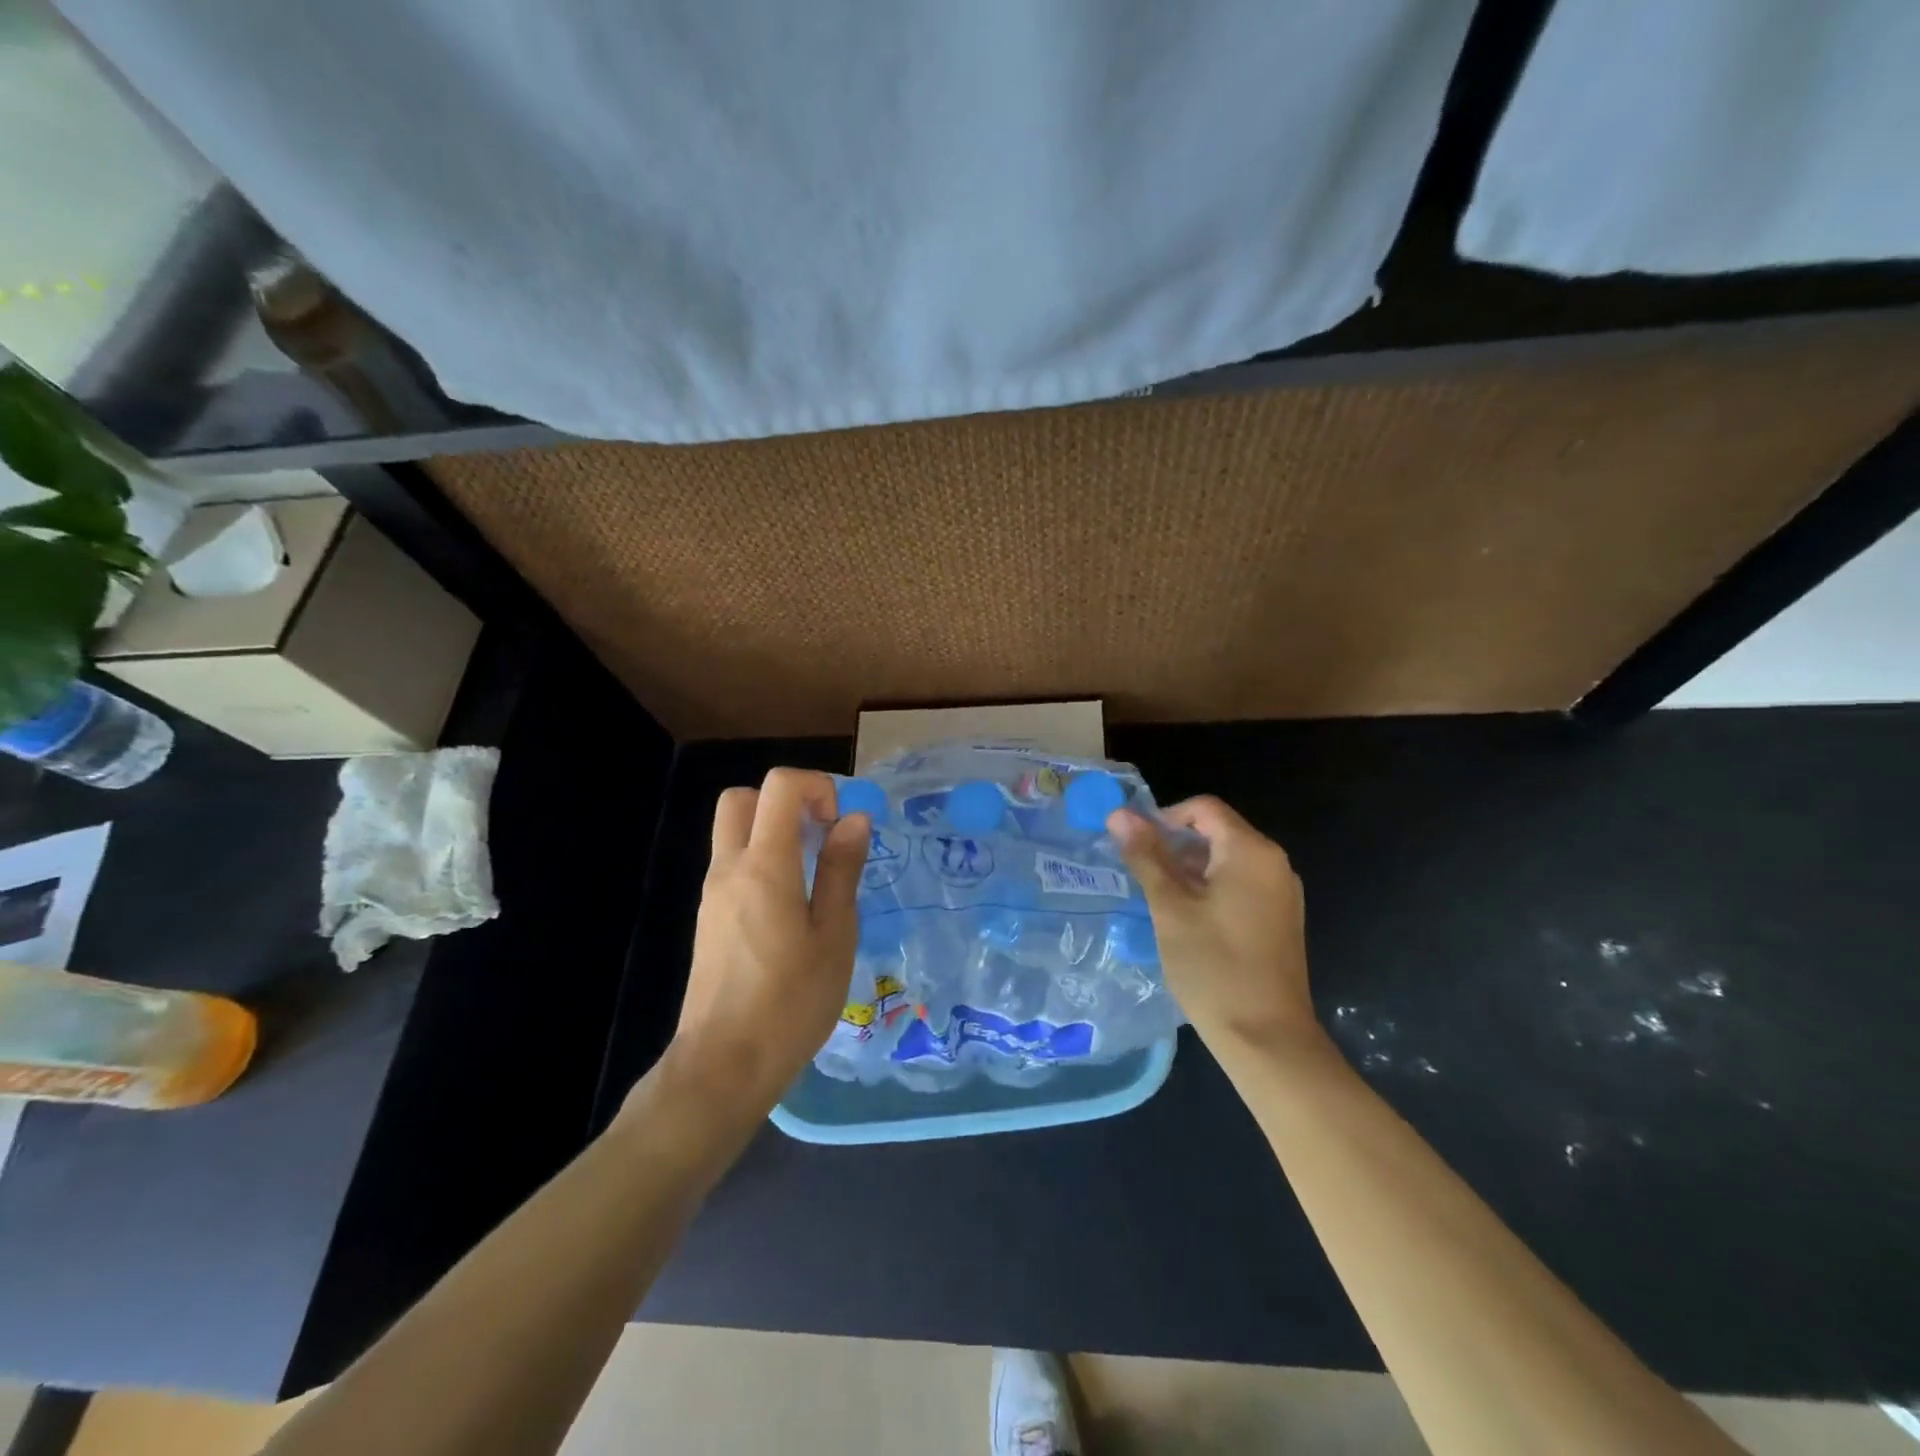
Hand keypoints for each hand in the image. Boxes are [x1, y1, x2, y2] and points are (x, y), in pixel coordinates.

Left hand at [667, 768, 868, 1118]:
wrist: (723, 1066)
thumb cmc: (791, 1003)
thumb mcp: (834, 936)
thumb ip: (841, 871)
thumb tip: (854, 820)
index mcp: (764, 866)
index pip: (779, 786)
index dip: (816, 786)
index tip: (840, 823)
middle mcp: (729, 868)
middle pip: (743, 799)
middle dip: (785, 801)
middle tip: (821, 834)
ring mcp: (713, 894)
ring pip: (735, 832)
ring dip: (774, 831)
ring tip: (815, 875)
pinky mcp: (709, 919)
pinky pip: (734, 865)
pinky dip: (763, 861)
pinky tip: (793, 908)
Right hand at [1108, 797, 1320, 1054]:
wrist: (1268, 1039)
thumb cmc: (1214, 967)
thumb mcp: (1170, 908)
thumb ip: (1145, 856)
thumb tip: (1118, 814)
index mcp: (1251, 851)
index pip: (1204, 808)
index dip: (1164, 818)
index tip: (1136, 847)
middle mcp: (1274, 863)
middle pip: (1217, 832)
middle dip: (1174, 845)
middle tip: (1140, 874)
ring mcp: (1281, 893)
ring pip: (1227, 860)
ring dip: (1189, 869)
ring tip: (1157, 898)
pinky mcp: (1280, 919)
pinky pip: (1240, 885)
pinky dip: (1210, 889)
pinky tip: (1186, 919)